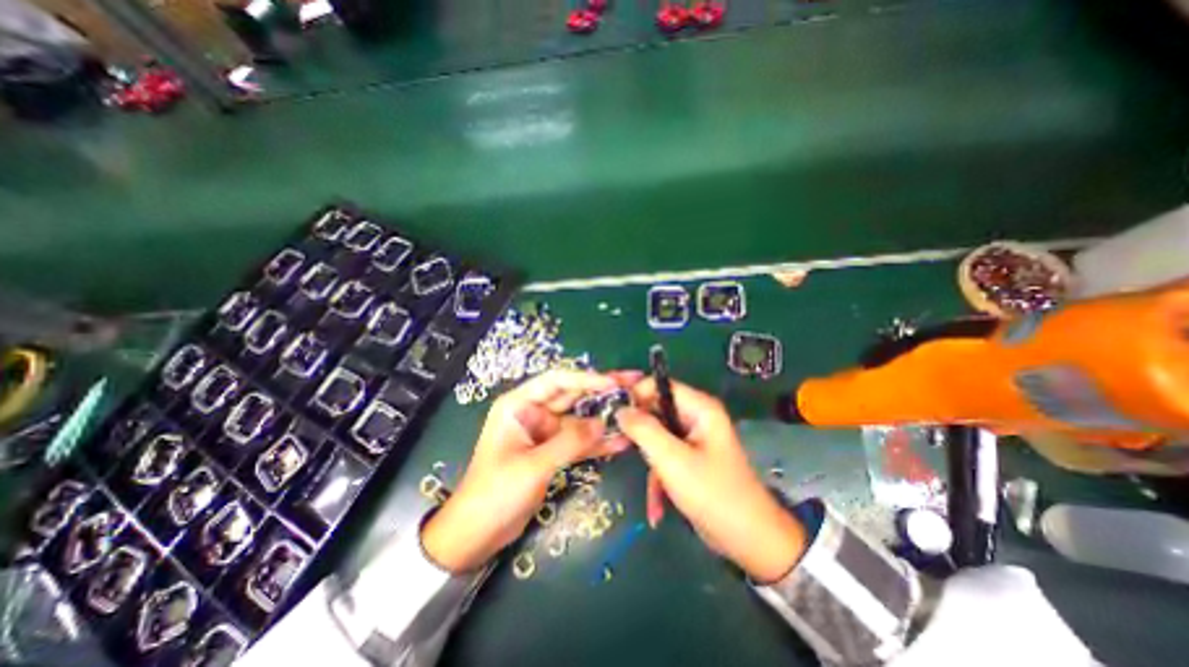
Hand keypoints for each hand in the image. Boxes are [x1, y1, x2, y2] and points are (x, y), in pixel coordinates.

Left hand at [423, 371, 636, 573]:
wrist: (476, 534)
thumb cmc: (495, 493)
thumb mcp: (533, 465)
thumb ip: (569, 442)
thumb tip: (603, 424)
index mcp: (519, 405)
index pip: (557, 381)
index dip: (586, 379)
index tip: (613, 382)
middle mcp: (533, 413)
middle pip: (573, 397)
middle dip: (602, 393)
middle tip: (633, 386)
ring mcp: (545, 433)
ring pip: (580, 420)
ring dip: (604, 419)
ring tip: (635, 412)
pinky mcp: (553, 452)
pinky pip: (578, 442)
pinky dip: (597, 442)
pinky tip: (621, 442)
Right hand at [613, 381, 807, 583]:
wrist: (751, 541)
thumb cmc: (713, 493)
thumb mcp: (672, 459)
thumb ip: (643, 429)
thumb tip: (620, 409)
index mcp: (700, 408)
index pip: (659, 385)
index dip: (636, 395)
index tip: (615, 414)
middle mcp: (697, 418)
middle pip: (656, 411)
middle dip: (641, 435)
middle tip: (623, 449)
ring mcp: (694, 439)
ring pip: (658, 437)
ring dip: (651, 464)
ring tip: (651, 489)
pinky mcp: (692, 459)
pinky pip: (666, 457)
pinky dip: (660, 478)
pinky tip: (657, 506)